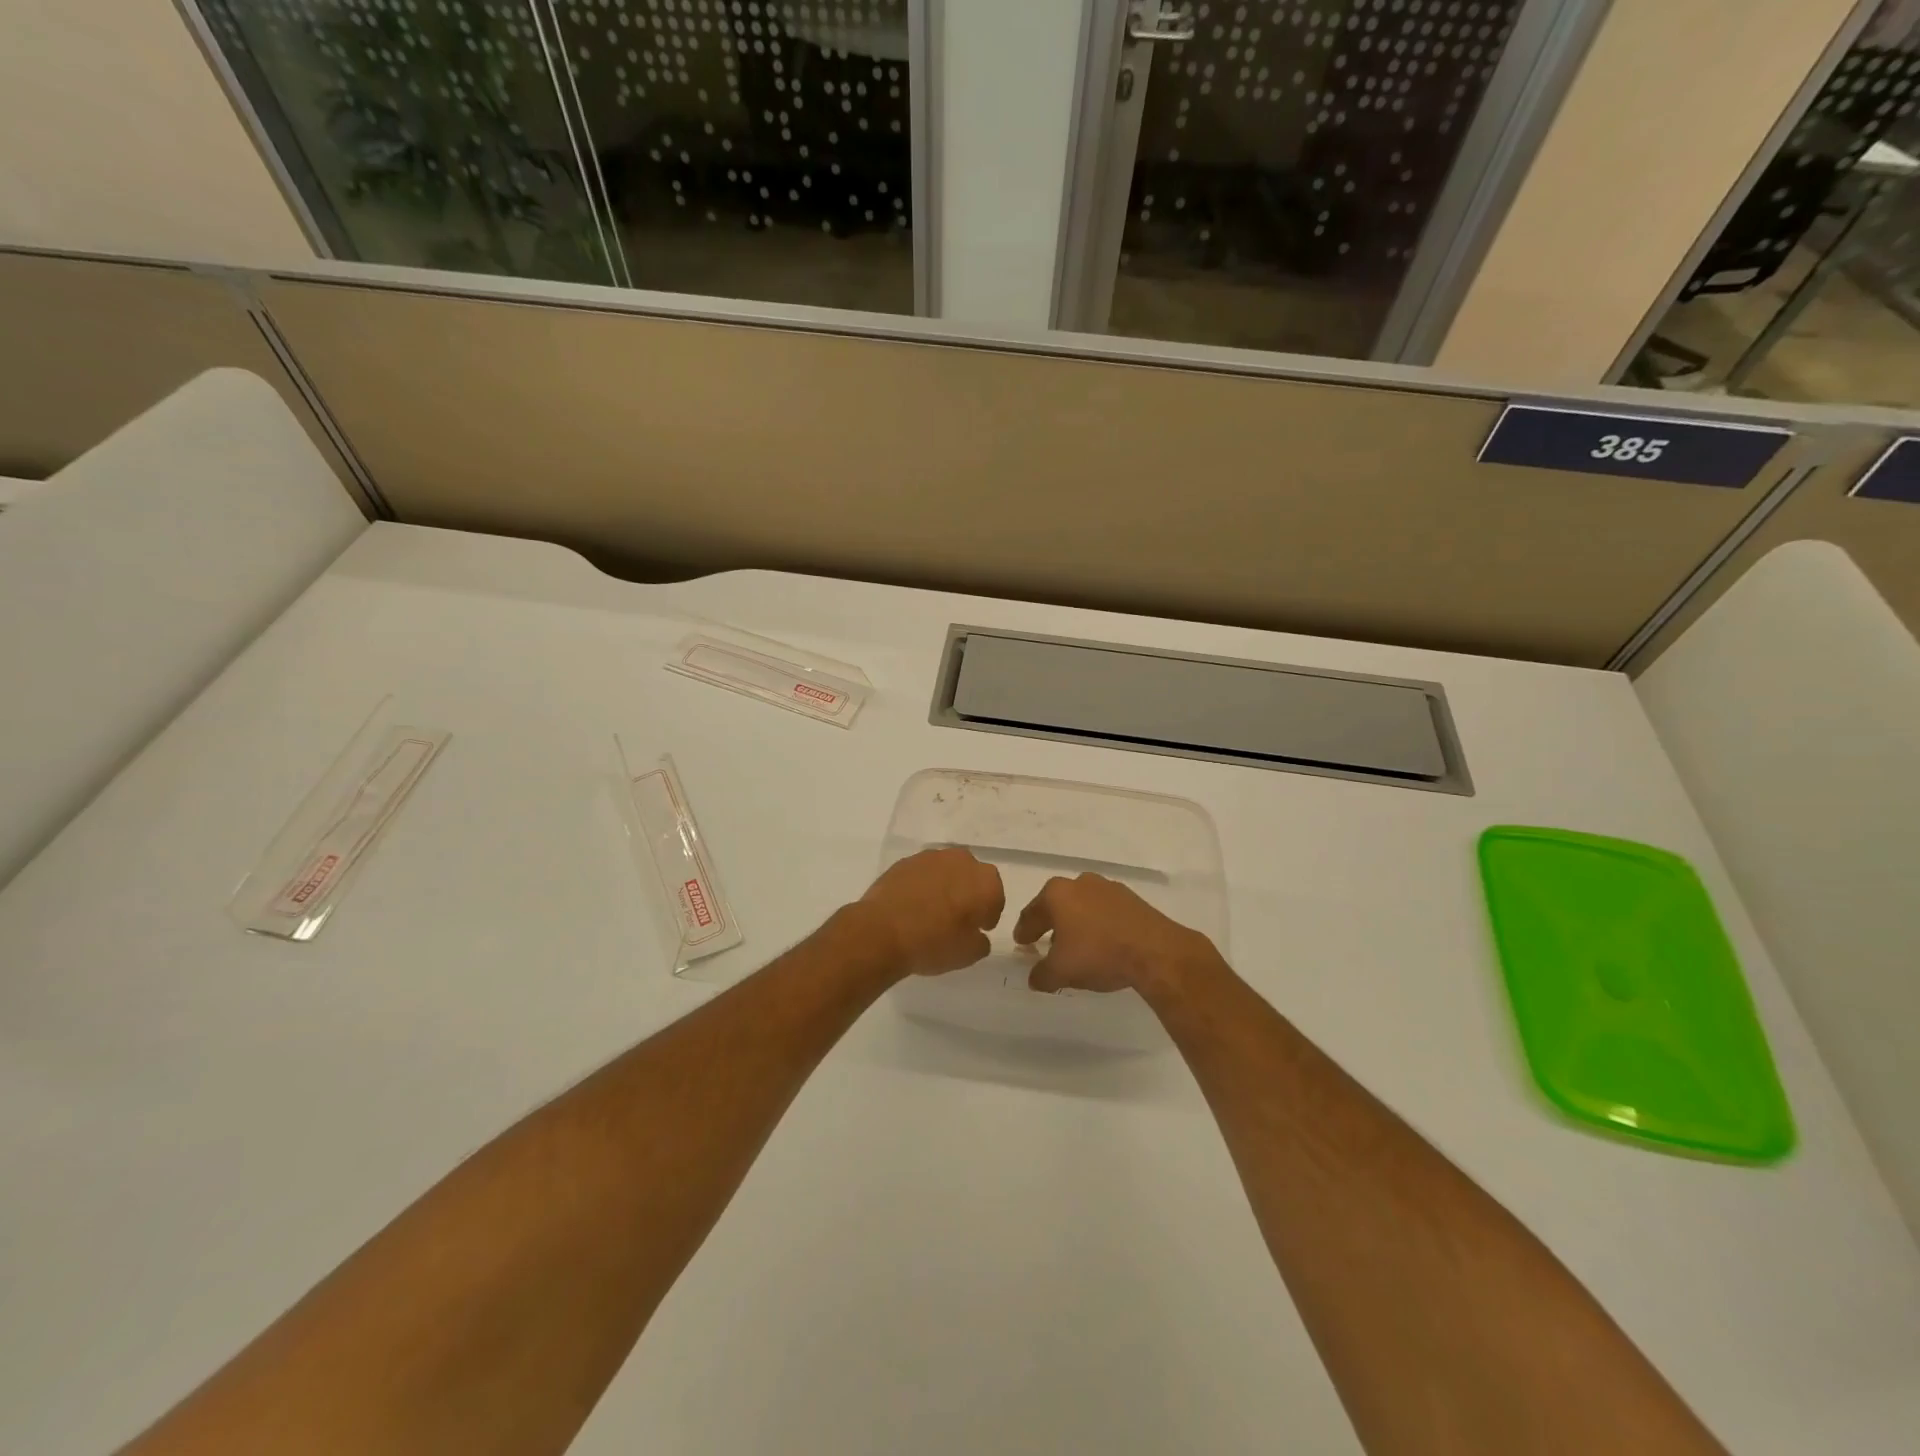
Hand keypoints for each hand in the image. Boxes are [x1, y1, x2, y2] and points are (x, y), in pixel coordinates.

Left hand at [857, 848, 1004, 976]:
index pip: (996, 897)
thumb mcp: (968, 954)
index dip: (989, 914)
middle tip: (958, 918)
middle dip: (969, 894)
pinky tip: (913, 905)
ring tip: (933, 910)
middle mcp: (962, 861)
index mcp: (985, 882)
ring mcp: (931, 857)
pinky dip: (923, 885)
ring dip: (946, 886)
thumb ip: (981, 941)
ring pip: (947, 871)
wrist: (882, 931)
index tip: (979, 929)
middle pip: (972, 877)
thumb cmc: (933, 943)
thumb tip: (976, 934)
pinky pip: (923, 873)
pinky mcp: (905, 861)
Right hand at [1013, 873, 1221, 996]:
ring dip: (1077, 923)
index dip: (1024, 930)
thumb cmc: (1098, 954)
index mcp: (1057, 893)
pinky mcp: (1132, 899)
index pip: (1032, 912)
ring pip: (1083, 906)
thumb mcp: (1061, 972)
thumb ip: (1042, 974)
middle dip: (1051, 923)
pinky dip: (1099, 925)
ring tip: (1077, 946)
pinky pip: (1106, 912)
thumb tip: (1035, 979)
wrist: (1154, 951)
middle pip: (1058, 905)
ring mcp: (1109, 888)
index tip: (1021, 942)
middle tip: (1046, 943)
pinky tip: (1103, 943)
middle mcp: (1080, 883)